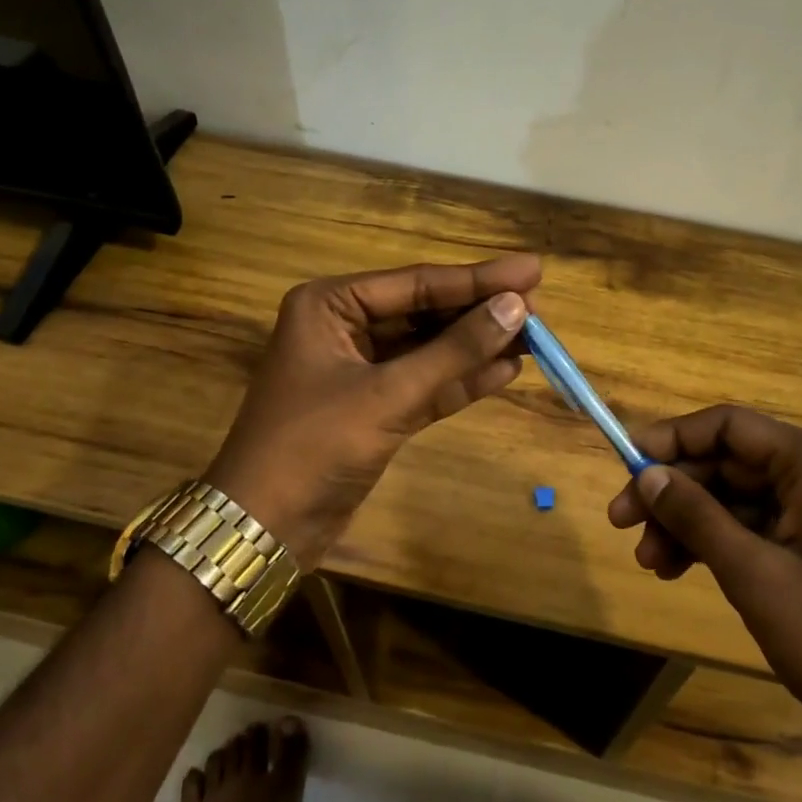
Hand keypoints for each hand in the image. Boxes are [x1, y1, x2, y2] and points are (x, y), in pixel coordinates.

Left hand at [208, 255, 540, 567]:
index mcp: (331, 305)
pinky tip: (506, 371)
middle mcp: (344, 327)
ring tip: (535, 338)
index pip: (417, 283)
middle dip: (480, 312)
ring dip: (477, 346)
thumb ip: (454, 351)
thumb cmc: (313, 447)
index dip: (478, 278)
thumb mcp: (388, 395)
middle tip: (539, 308)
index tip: (533, 270)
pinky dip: (462, 379)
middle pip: (426, 312)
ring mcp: (360, 369)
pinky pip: (426, 383)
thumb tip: (517, 308)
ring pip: (429, 348)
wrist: (263, 530)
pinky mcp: (375, 408)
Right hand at [608, 405, 801, 761]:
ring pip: (736, 500)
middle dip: (673, 492)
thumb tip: (646, 474)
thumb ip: (697, 517)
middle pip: (728, 463)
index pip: (728, 426)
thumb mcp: (754, 575)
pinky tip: (678, 571)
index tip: (624, 464)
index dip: (672, 439)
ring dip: (688, 524)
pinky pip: (755, 530)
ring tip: (648, 562)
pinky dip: (716, 546)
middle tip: (621, 523)